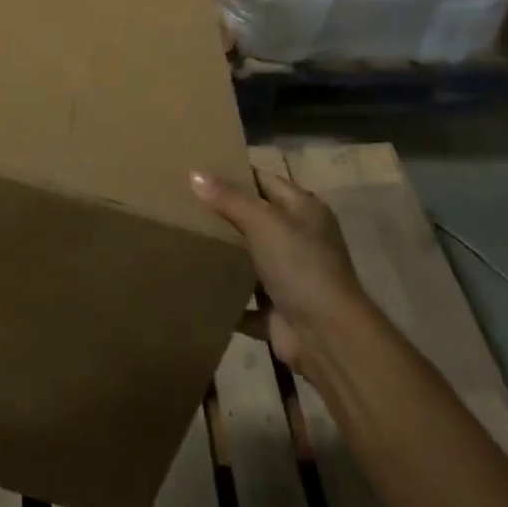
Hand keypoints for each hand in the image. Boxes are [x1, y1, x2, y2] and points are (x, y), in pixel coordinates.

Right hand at [192, 165, 364, 379]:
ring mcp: (289, 276)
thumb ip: (229, 198)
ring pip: (248, 258)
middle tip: (181, 202)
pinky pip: (244, 297)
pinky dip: (225, 294)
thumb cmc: (300, 265)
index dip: (234, 174)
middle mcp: (299, 239)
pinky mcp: (277, 309)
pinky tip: (193, 284)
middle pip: (255, 218)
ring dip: (223, 254)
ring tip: (181, 237)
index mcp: (304, 210)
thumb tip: (194, 173)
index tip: (197, 169)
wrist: (327, 337)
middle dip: (223, 213)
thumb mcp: (263, 222)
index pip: (264, 181)